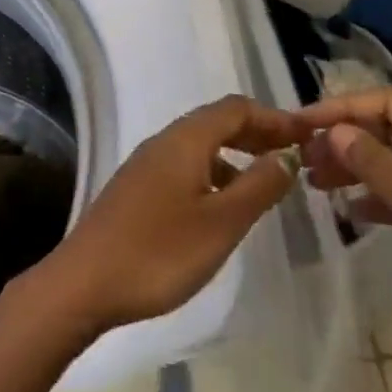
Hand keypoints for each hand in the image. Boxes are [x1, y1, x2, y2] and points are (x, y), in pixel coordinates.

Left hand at [24, 96, 309, 338]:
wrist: (84, 282)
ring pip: (199, 145)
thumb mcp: (220, 223)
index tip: (307, 135)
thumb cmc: (159, 252)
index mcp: (185, 139)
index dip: (273, 117)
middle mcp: (164, 141)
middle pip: (217, 122)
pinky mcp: (137, 188)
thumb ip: (257, 187)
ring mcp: (146, 164)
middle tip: (292, 156)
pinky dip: (213, 172)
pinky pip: (184, 165)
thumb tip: (286, 156)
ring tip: (264, 183)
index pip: (236, 109)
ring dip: (234, 154)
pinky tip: (221, 205)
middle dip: (256, 133)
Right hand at [298, 88, 391, 391]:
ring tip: (315, 180)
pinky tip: (349, 211)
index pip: (390, 103)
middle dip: (347, 137)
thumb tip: (336, 131)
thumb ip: (379, 167)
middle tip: (303, 156)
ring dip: (357, 166)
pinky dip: (377, 197)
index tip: (302, 124)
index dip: (344, 108)